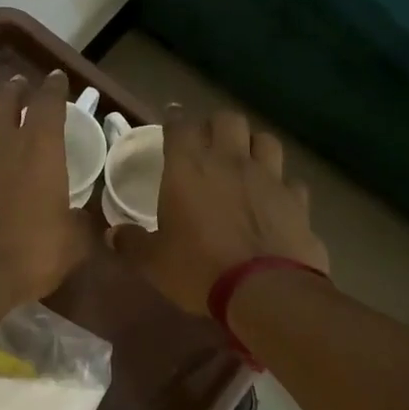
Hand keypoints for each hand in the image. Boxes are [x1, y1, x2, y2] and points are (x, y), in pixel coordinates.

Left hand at [0, 69, 88, 309]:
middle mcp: (3, 142)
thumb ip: (81, 222)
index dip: (54, 88)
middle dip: (15, 89)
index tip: (57, 79)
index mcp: (40, 148)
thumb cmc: (32, 252)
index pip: (47, 103)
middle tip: (22, 87)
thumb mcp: (74, 242)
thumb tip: (81, 216)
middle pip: (5, 99)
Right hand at [107, 107, 328, 314]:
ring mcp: (269, 177)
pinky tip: (275, 198)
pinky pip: (290, 180)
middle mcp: (230, 162)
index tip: (170, 120)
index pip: (179, 126)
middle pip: (227, 120)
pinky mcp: (297, 200)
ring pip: (265, 139)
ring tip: (245, 161)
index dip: (174, 120)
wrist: (265, 290)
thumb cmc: (199, 269)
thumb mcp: (153, 262)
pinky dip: (281, 185)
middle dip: (216, 125)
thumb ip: (132, 243)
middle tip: (208, 143)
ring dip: (252, 145)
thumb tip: (111, 235)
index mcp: (188, 169)